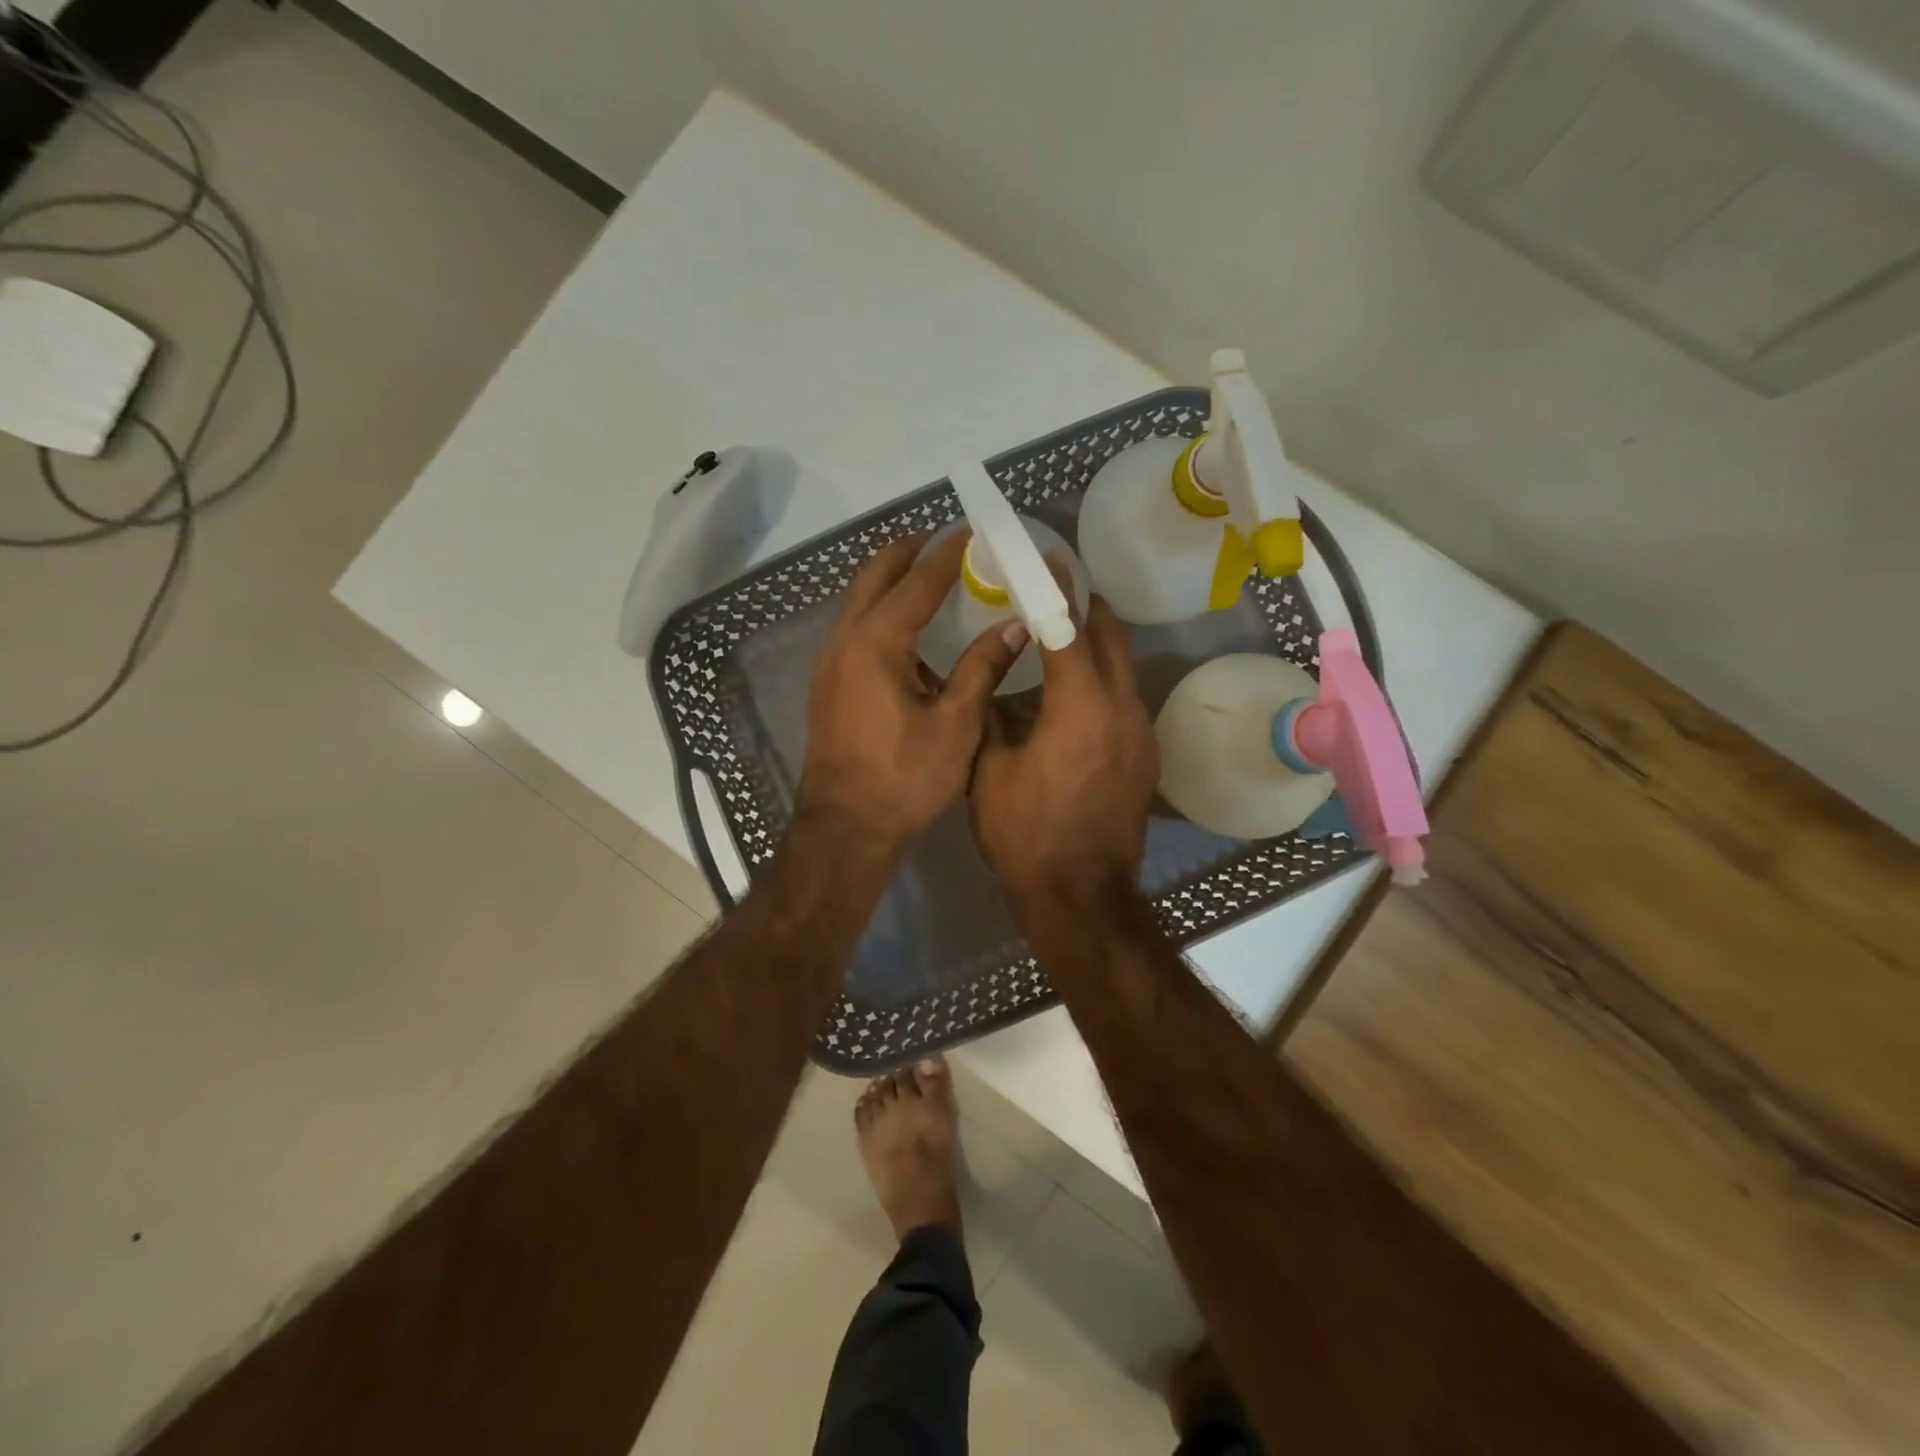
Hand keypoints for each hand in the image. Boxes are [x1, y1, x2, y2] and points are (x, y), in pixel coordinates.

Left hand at [798, 530, 1024, 855]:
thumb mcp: (956, 724)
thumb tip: (1015, 626)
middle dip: (906, 552)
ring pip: (858, 602)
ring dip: (889, 580)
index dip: (947, 555)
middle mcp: (845, 641)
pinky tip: (906, 629)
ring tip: (926, 574)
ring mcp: (831, 663)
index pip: (917, 582)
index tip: (971, 531)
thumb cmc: (905, 777)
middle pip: (873, 578)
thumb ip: (982, 668)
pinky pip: (855, 628)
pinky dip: (879, 610)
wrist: (845, 826)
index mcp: (877, 643)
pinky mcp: (829, 684)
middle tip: (939, 538)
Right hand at [971, 593, 1158, 906]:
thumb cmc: (1025, 831)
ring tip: (1064, 643)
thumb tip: (991, 684)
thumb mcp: (990, 768)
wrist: (1080, 894)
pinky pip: (1124, 704)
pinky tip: (1074, 701)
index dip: (1058, 590)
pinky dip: (1103, 687)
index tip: (1052, 560)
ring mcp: (1140, 735)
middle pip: (1111, 640)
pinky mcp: (1145, 759)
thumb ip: (991, 715)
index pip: (1070, 629)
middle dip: (1088, 610)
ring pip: (1123, 673)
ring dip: (1098, 650)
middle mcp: (1122, 709)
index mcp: (1080, 705)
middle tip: (1062, 591)